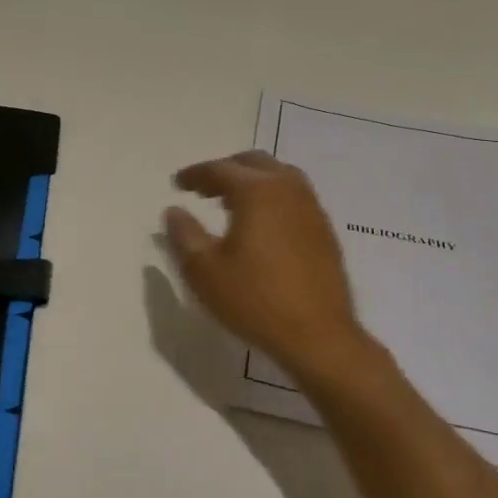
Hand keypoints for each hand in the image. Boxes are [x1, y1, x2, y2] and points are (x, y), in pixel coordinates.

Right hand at [163, 150, 372, 381]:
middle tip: (203, 189)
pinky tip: (261, 225)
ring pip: (279, 176)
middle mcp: (288, 189)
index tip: (177, 183)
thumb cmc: (255, 301)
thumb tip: (174, 211)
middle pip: (253, 163)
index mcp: (257, 192)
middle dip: (225, 170)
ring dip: (251, 181)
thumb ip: (184, 235)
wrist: (317, 335)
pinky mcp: (323, 230)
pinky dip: (272, 197)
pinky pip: (294, 197)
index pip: (220, 169)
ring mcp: (311, 208)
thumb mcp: (205, 271)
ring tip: (229, 203)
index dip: (195, 174)